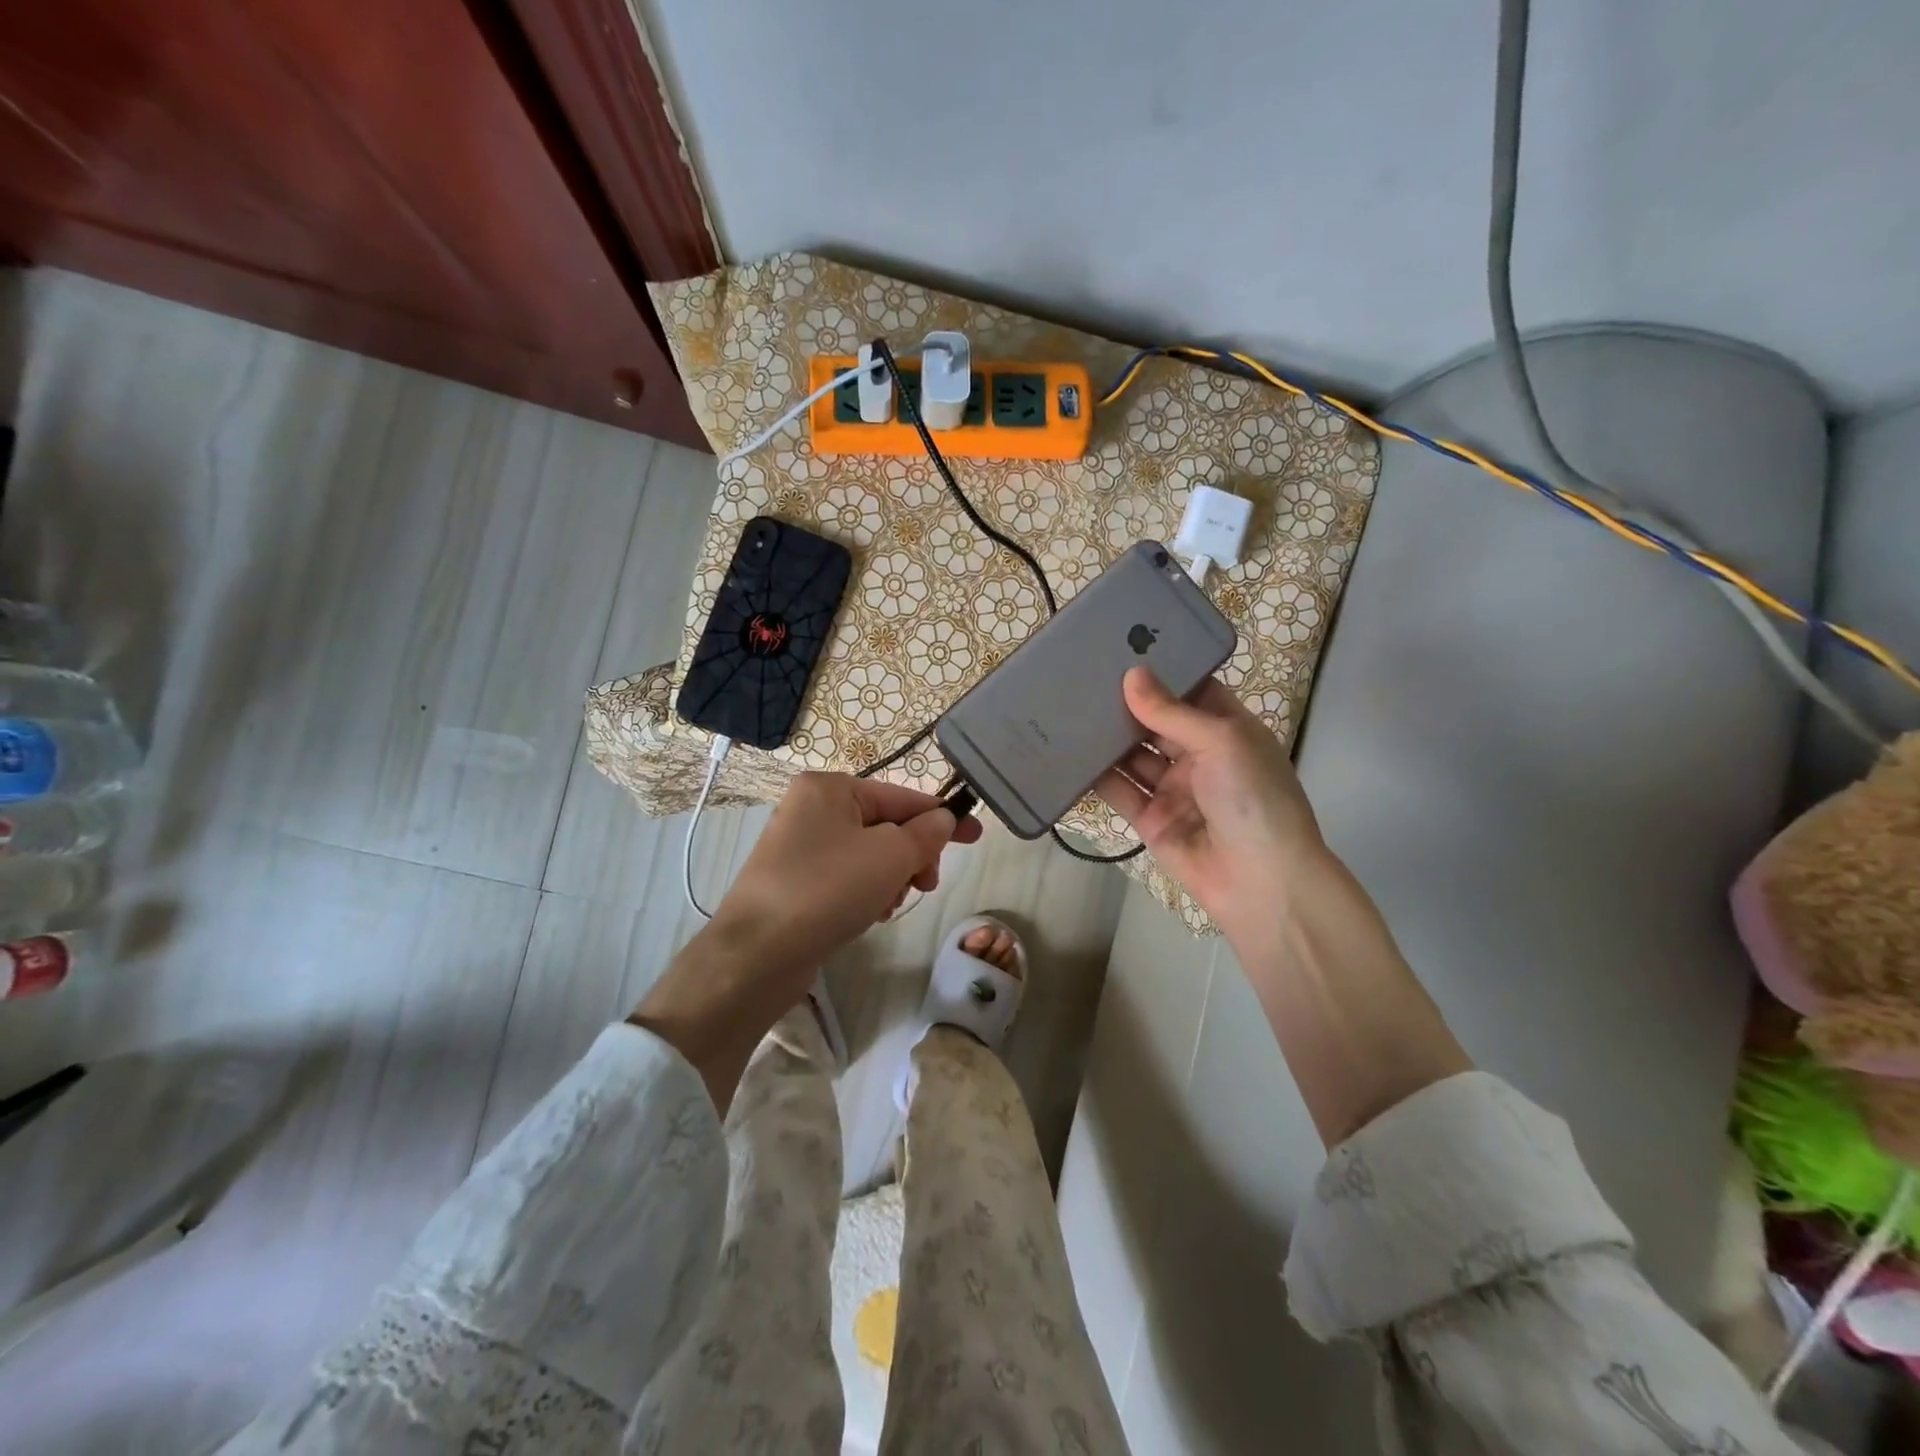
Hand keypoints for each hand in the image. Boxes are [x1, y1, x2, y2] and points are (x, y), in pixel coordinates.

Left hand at [713, 772, 981, 994]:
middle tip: (924, 886)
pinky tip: (869, 915)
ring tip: (888, 906)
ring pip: (869, 855)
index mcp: (830, 788)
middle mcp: (811, 809)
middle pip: (886, 826)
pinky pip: (847, 877)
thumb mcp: (890, 856)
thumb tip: (943, 819)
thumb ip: (926, 834)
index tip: (976, 836)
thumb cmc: (828, 890)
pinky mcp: (795, 881)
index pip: (902, 797)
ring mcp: (799, 846)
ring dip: (891, 878)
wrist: (757, 954)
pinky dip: (866, 892)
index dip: (942, 817)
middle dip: (912, 856)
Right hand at [1095, 667, 1326, 939]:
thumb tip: (1131, 675)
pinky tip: (1068, 753)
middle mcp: (1199, 755)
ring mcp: (1173, 788)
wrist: (1261, 883)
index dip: (1161, 671)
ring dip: (1107, 737)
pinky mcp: (1150, 819)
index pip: (1191, 690)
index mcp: (1227, 730)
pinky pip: (1120, 791)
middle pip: (1155, 721)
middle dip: (1125, 702)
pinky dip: (1096, 775)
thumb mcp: (1221, 742)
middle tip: (1083, 674)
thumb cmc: (1254, 798)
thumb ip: (1171, 711)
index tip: (1122, 647)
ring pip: (1132, 755)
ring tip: (1068, 707)